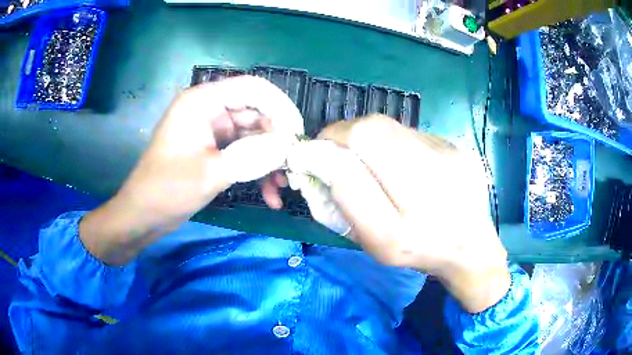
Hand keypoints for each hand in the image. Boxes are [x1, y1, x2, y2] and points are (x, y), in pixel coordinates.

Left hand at [80, 76, 302, 264]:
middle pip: (257, 113)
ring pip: (253, 137)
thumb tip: (288, 146)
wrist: (144, 215)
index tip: (297, 133)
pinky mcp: (214, 150)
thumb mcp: (210, 172)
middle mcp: (210, 110)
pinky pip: (244, 153)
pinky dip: (257, 171)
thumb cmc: (167, 189)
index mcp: (203, 102)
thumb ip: (252, 156)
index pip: (253, 88)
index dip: (280, 106)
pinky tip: (269, 195)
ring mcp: (213, 131)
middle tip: (293, 166)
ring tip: (282, 187)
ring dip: (269, 161)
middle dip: (277, 141)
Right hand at [287, 115, 509, 312]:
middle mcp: (431, 186)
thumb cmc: (419, 251)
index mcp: (402, 226)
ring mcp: (451, 158)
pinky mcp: (460, 147)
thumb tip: (322, 159)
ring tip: (373, 157)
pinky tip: (406, 163)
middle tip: (337, 146)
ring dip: (371, 136)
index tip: (315, 151)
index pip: (353, 166)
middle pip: (374, 130)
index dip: (328, 147)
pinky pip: (414, 133)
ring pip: (393, 127)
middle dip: (345, 133)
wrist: (470, 247)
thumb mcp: (376, 244)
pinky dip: (397, 142)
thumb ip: (347, 203)